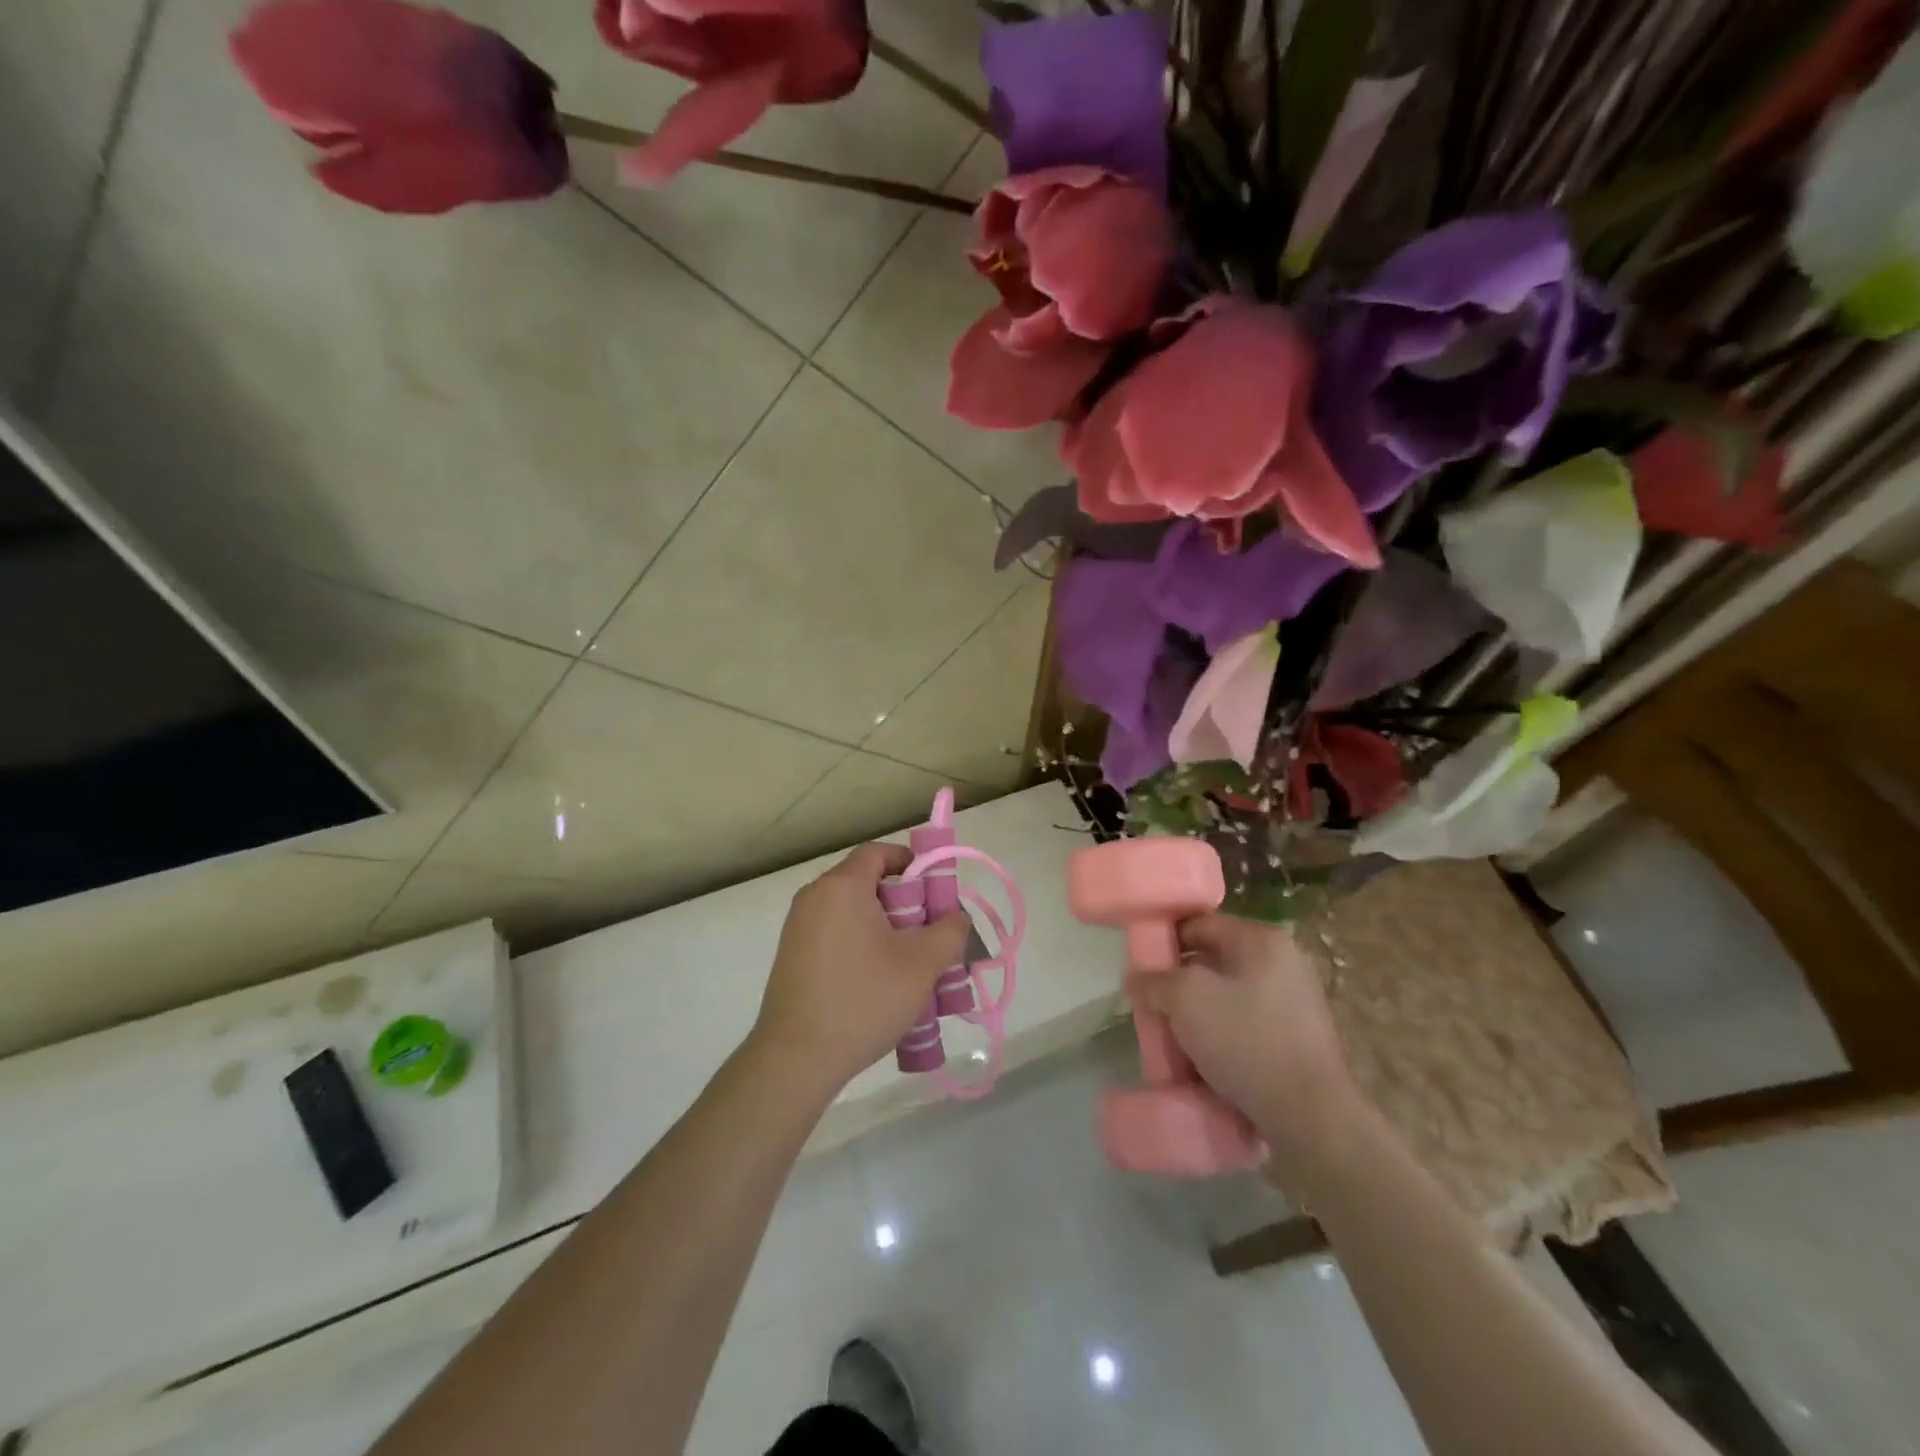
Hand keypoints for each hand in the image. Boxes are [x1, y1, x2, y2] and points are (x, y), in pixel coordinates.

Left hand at [748, 843, 969, 1102]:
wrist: (796, 1059)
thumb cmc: (863, 999)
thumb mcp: (921, 964)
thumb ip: (949, 931)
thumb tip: (954, 917)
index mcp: (841, 887)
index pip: (879, 852)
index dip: (913, 863)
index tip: (937, 892)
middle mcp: (815, 898)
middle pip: (869, 883)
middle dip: (906, 904)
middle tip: (933, 935)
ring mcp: (799, 928)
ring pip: (855, 913)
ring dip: (887, 930)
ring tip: (913, 966)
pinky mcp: (793, 957)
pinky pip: (837, 936)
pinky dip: (863, 946)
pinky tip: (882, 984)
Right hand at [1129, 914, 1359, 1155]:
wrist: (1312, 1117)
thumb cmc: (1247, 1041)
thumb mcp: (1186, 999)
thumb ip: (1154, 980)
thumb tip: (1136, 978)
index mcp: (1263, 940)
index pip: (1200, 924)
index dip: (1164, 940)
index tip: (1140, 966)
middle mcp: (1285, 963)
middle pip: (1213, 961)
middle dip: (1179, 982)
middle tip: (1152, 1004)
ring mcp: (1295, 1003)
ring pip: (1228, 997)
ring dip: (1198, 1014)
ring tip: (1173, 1037)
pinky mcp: (1298, 1041)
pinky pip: (1245, 1026)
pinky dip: (1221, 1037)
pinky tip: (1203, 1061)